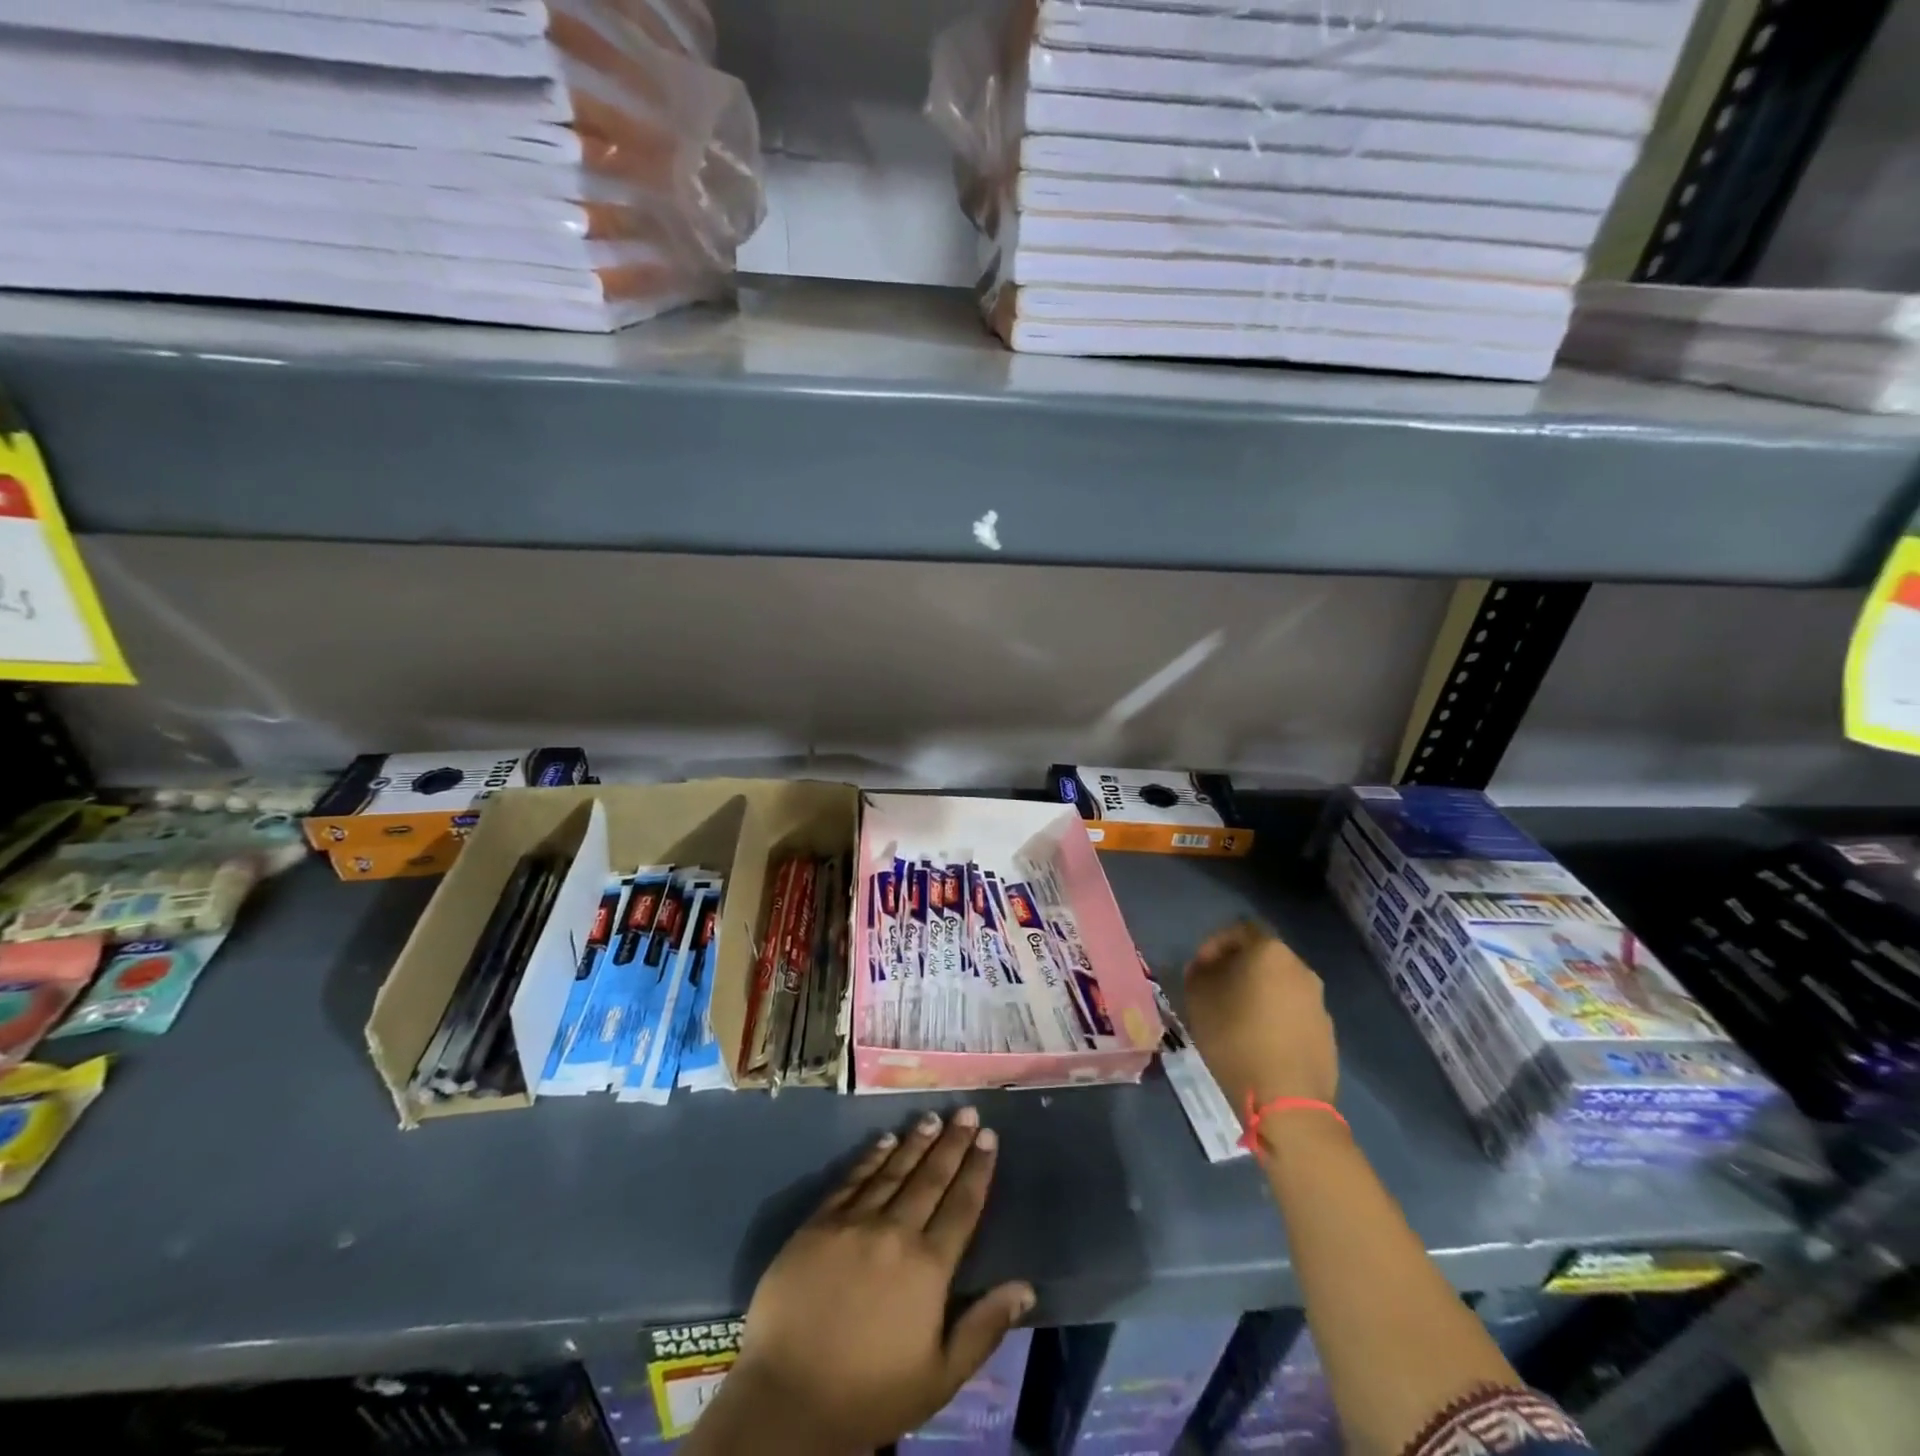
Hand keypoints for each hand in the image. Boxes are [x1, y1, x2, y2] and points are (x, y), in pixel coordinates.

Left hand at [691, 1108, 1034, 1455]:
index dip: (978, 1169)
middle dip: (952, 1142)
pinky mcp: (819, 1223)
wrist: (787, 1399)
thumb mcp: (939, 1377)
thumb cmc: (869, 1395)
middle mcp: (895, 1232)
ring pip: (893, 1170)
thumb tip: (1026, 1288)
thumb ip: (983, 1328)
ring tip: (933, 1117)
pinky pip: (852, 1180)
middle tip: (967, 1112)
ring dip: (916, 1141)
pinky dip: (872, 1157)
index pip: (962, 1206)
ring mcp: (854, 1223)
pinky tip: (885, 1140)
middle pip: (931, 1178)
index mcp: (928, 1267)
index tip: (989, 1137)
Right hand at [1183, 922, 1337, 1111]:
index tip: (1197, 968)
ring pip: (1280, 986)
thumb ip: (1199, 972)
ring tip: (1234, 1019)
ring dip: (1257, 995)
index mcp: (1270, 952)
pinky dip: (1274, 1019)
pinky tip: (1258, 1042)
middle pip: (1262, 958)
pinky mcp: (1327, 1033)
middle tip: (1213, 991)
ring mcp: (1318, 1002)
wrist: (1287, 1101)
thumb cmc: (1236, 1038)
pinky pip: (1293, 1014)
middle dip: (1236, 969)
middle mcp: (1300, 969)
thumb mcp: (1199, 998)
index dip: (1213, 945)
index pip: (1238, 930)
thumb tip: (1207, 967)